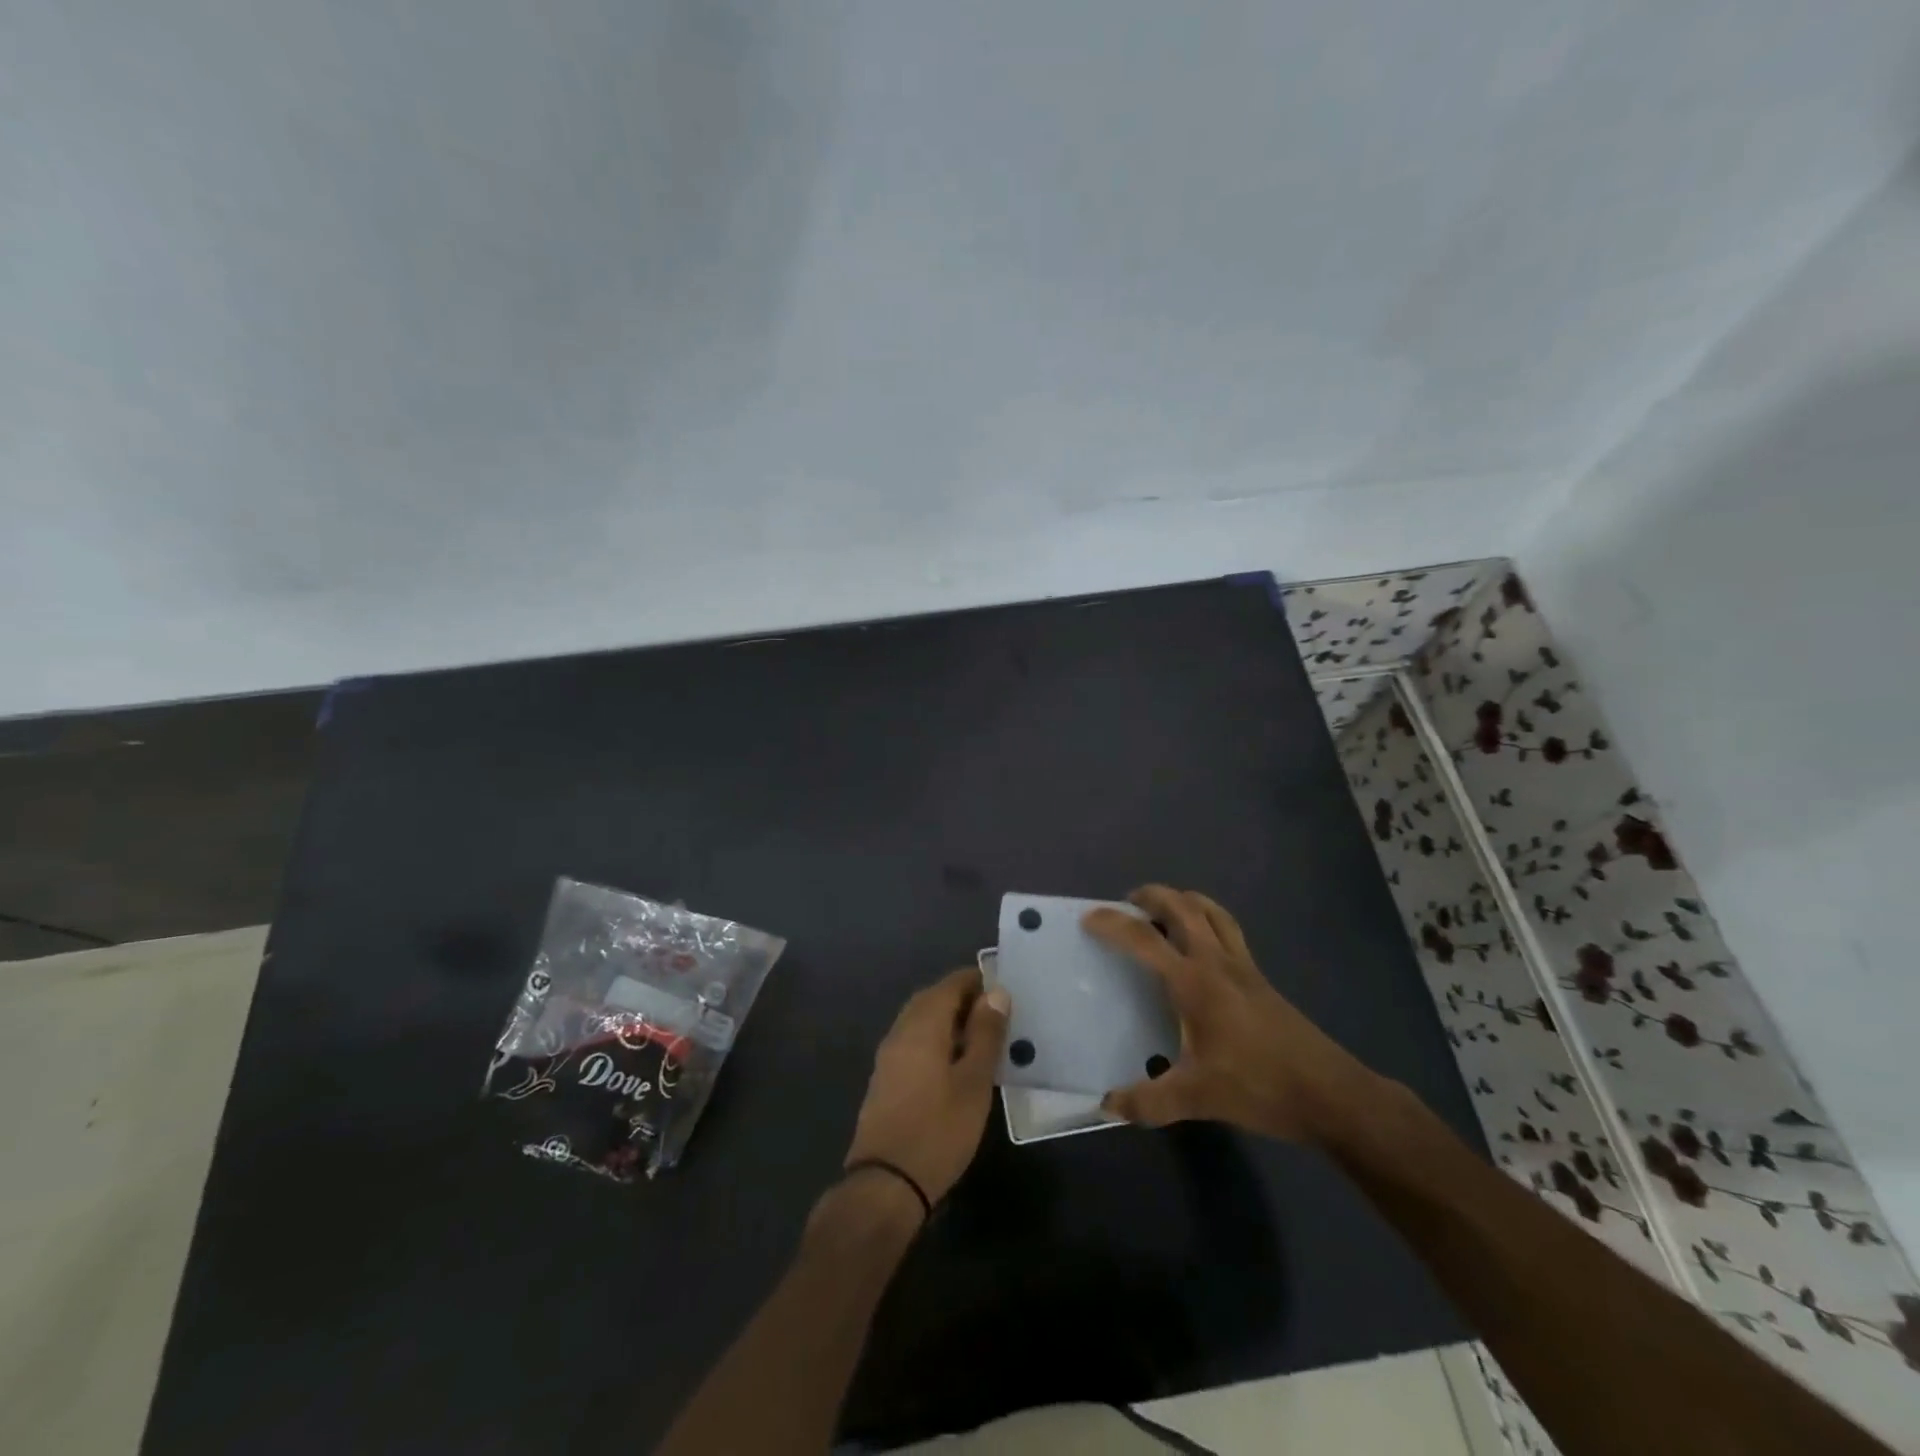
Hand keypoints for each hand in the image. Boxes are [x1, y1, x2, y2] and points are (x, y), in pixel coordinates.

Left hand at [843, 966, 1010, 1204]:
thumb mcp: (974, 1082)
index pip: (950, 984)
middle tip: (995, 1013)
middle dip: (962, 999)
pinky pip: (913, 1042)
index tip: (1003, 990)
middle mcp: (901, 1031)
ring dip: (948, 1020)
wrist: (886, 1183)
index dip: (976, 980)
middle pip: (932, 999)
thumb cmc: (939, 1130)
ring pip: (920, 1021)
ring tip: (981, 1038)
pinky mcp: (885, 1079)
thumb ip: (985, 1034)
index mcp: (922, 1024)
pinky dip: (935, 1040)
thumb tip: (996, 992)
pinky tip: (954, 1064)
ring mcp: (888, 1056)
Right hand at [1086, 885, 1380, 1143]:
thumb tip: (1107, 1104)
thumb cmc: (1259, 1087)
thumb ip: (1148, 1101)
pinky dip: (1208, 920)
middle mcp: (1217, 962)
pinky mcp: (1260, 978)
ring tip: (1163, 911)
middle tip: (1128, 903)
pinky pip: (1229, 931)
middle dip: (1152, 895)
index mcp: (1195, 982)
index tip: (1089, 917)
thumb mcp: (1197, 1098)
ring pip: (1212, 912)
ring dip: (1184, 901)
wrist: (1329, 1093)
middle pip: (1183, 907)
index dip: (1113, 924)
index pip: (1145, 939)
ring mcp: (1244, 967)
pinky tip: (1202, 948)